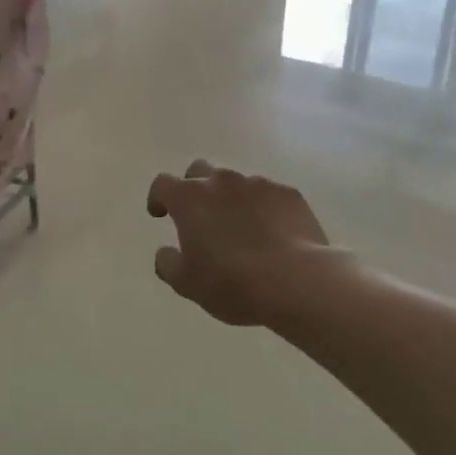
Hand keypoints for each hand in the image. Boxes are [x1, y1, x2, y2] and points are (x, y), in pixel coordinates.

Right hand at [146, 160, 351, 327]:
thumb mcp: (187, 284)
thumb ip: (168, 263)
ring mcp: (258, 184)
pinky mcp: (289, 194)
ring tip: (241, 228)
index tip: (159, 214)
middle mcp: (221, 181)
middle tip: (199, 215)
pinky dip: (263, 208)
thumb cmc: (232, 283)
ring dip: (231, 199)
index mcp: (189, 198)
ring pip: (236, 183)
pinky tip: (271, 232)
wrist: (298, 282)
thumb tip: (165, 252)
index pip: (162, 184)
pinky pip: (268, 195)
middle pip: (199, 170)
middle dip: (194, 187)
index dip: (158, 198)